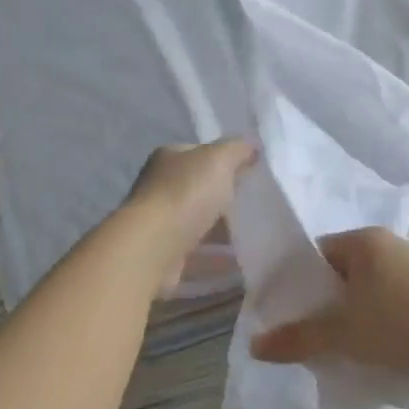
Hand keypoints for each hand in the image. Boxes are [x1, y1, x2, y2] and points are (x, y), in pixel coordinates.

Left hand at [126, 138, 255, 293]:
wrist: (152, 248)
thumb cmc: (186, 194)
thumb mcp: (219, 159)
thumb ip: (237, 149)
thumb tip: (252, 147)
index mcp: (169, 158)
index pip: (201, 154)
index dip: (226, 161)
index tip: (251, 174)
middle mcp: (159, 187)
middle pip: (200, 189)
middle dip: (226, 198)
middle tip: (256, 206)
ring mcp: (160, 222)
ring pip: (198, 222)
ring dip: (222, 230)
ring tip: (254, 236)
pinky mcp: (164, 254)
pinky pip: (197, 253)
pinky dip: (216, 257)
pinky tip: (238, 261)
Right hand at [249, 227, 408, 398]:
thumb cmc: (406, 319)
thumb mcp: (345, 330)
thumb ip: (300, 338)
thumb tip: (254, 345)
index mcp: (365, 243)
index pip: (316, 255)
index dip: (293, 283)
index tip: (273, 315)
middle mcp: (386, 255)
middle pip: (339, 282)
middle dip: (318, 314)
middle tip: (293, 346)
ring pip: (363, 307)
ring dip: (347, 334)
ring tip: (322, 365)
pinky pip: (387, 324)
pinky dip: (372, 344)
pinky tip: (359, 371)